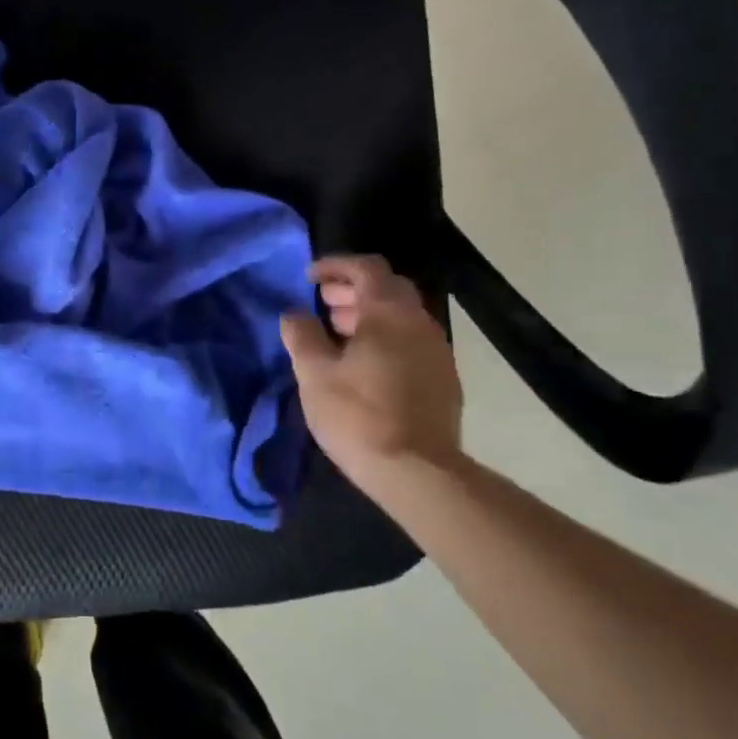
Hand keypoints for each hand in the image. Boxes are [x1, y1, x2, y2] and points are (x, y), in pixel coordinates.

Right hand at [280, 255, 463, 492]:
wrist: (418, 472)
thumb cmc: (359, 415)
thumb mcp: (314, 374)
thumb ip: (302, 335)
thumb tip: (294, 313)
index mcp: (388, 313)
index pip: (366, 267)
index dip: (335, 266)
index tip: (309, 279)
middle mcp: (419, 322)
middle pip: (387, 288)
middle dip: (352, 290)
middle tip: (321, 305)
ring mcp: (437, 351)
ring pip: (401, 316)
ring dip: (368, 315)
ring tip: (337, 335)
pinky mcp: (443, 378)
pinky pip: (410, 341)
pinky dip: (385, 339)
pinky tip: (363, 366)